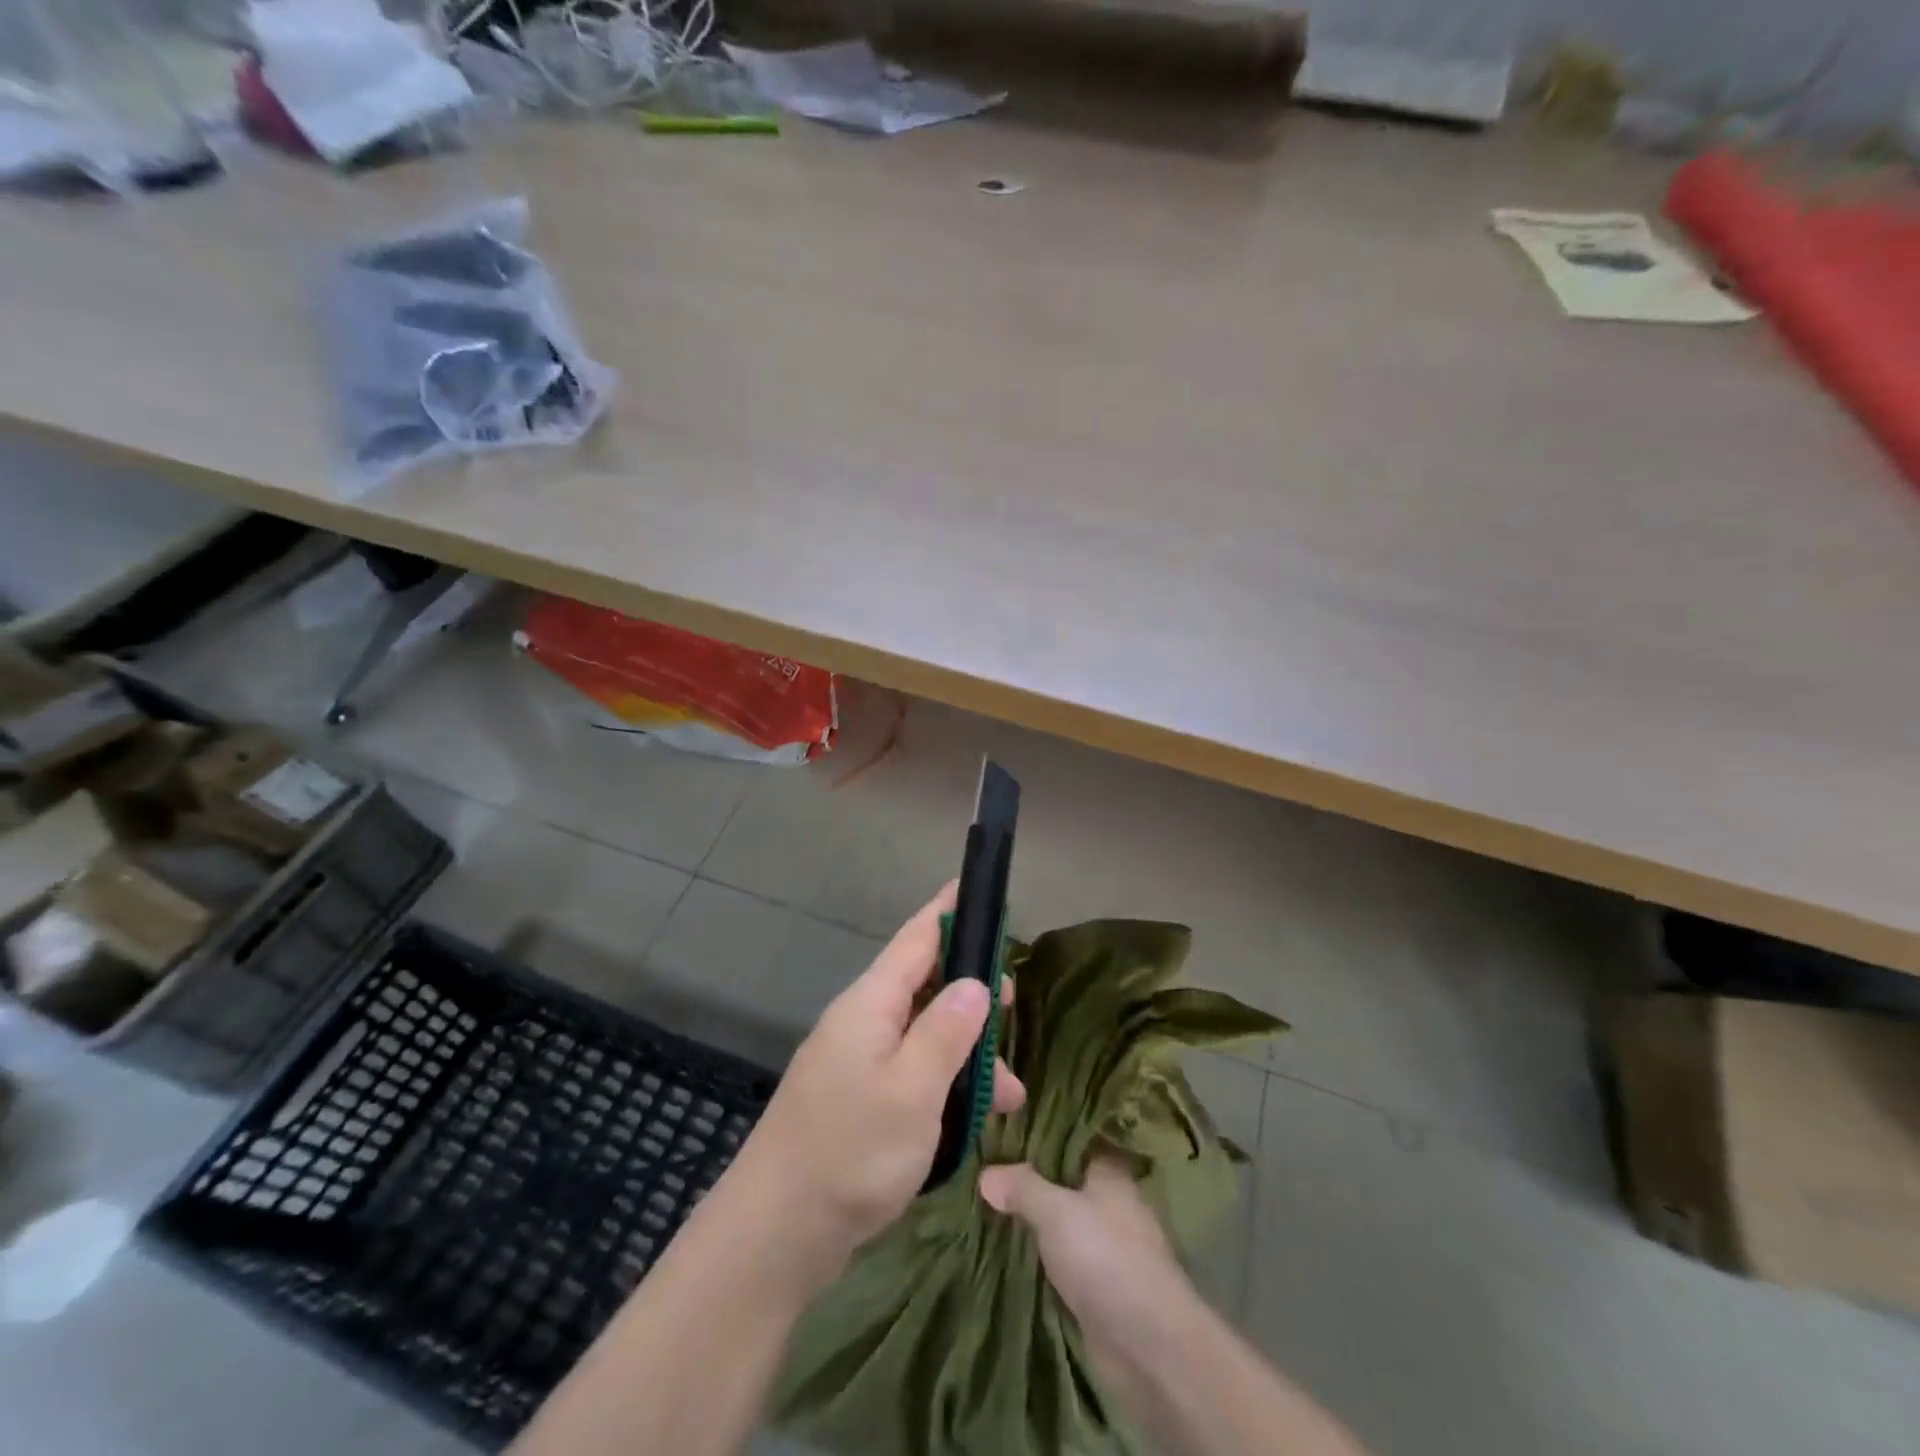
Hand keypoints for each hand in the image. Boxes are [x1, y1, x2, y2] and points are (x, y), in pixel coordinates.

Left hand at [731, 882, 1024, 1282]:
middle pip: (926, 984)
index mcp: (871, 1003)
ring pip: (925, 1035)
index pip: (918, 936)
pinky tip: (976, 1118)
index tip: (977, 884)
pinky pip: (913, 1073)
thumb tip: (975, 981)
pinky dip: (947, 1084)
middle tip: (1014, 1005)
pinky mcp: (859, 1101)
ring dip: (968, 1053)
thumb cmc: (850, 1151)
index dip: (950, 909)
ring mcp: (858, 1063)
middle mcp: (862, 1022)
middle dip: (972, 990)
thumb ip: (947, 1030)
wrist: (776, 1234)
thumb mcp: (913, 1089)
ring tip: (1012, 1092)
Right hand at [979, 1155, 1189, 1378]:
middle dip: (1030, 1179)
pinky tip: (1010, 1247)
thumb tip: (985, 1174)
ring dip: (1034, 1220)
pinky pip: (1062, 1257)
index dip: (1038, 1134)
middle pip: (1064, 1180)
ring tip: (987, 1205)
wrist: (1149, 1347)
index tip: (1000, 1131)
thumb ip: (1022, 1187)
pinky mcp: (1100, 1284)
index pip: (1070, 1138)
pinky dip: (1041, 1254)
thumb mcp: (1055, 1212)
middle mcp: (1111, 1201)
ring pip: (1062, 1220)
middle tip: (983, 1167)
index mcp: (1110, 1170)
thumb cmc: (1105, 1258)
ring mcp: (1107, 1245)